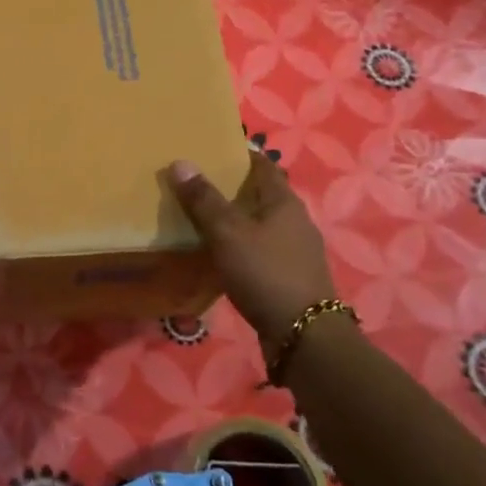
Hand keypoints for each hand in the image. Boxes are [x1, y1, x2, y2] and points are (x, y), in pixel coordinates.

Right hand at [169, 152, 339, 347]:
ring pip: (259, 223)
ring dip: (234, 218)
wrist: (304, 336)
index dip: (238, 153)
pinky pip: (259, 249)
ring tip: (200, 217)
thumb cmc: (266, 274)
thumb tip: (181, 162)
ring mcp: (294, 250)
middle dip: (231, 187)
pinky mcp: (289, 276)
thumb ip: (204, 200)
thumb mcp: (228, 234)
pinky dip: (240, 245)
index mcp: (283, 202)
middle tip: (195, 182)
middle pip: (260, 193)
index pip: (261, 164)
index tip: (209, 149)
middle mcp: (294, 220)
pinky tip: (219, 254)